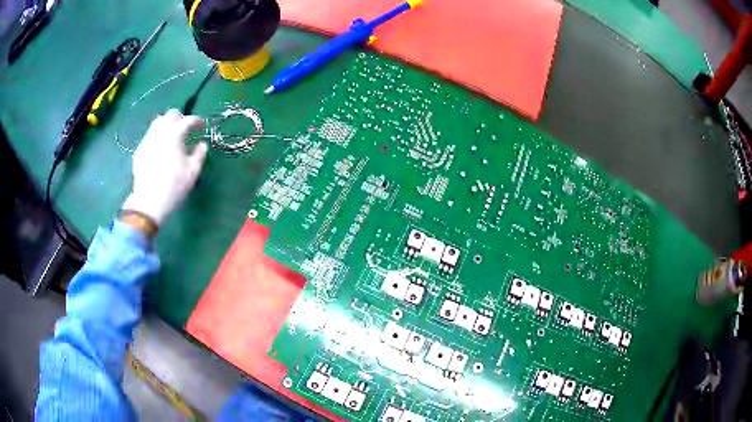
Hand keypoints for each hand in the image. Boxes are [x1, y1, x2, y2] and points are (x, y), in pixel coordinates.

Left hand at [121, 109, 207, 226]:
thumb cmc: (174, 186)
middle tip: (187, 129)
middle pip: (171, 115)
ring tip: (173, 136)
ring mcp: (148, 140)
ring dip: (168, 124)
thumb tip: (202, 144)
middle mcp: (160, 132)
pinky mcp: (140, 150)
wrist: (149, 202)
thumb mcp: (193, 172)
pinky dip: (158, 136)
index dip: (198, 121)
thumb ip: (200, 154)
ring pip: (158, 122)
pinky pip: (150, 135)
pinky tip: (161, 149)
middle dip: (181, 118)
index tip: (203, 126)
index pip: (188, 120)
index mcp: (175, 134)